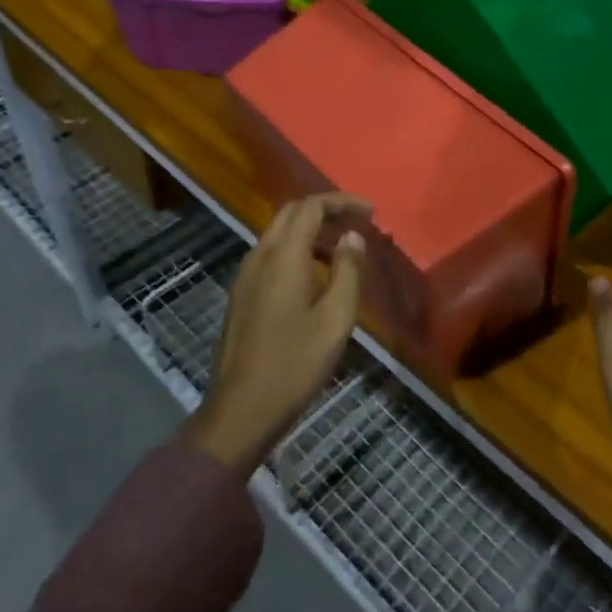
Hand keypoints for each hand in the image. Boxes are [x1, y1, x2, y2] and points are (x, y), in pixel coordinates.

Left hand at [183, 194, 370, 478]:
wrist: (242, 409)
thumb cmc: (295, 364)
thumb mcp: (336, 320)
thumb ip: (348, 272)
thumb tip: (352, 237)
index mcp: (283, 257)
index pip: (310, 207)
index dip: (341, 202)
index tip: (370, 213)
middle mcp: (259, 256)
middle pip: (291, 213)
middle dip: (325, 211)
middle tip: (357, 224)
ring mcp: (245, 275)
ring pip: (279, 234)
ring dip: (310, 231)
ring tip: (342, 250)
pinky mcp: (241, 294)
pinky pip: (270, 255)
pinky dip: (296, 250)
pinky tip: (315, 277)